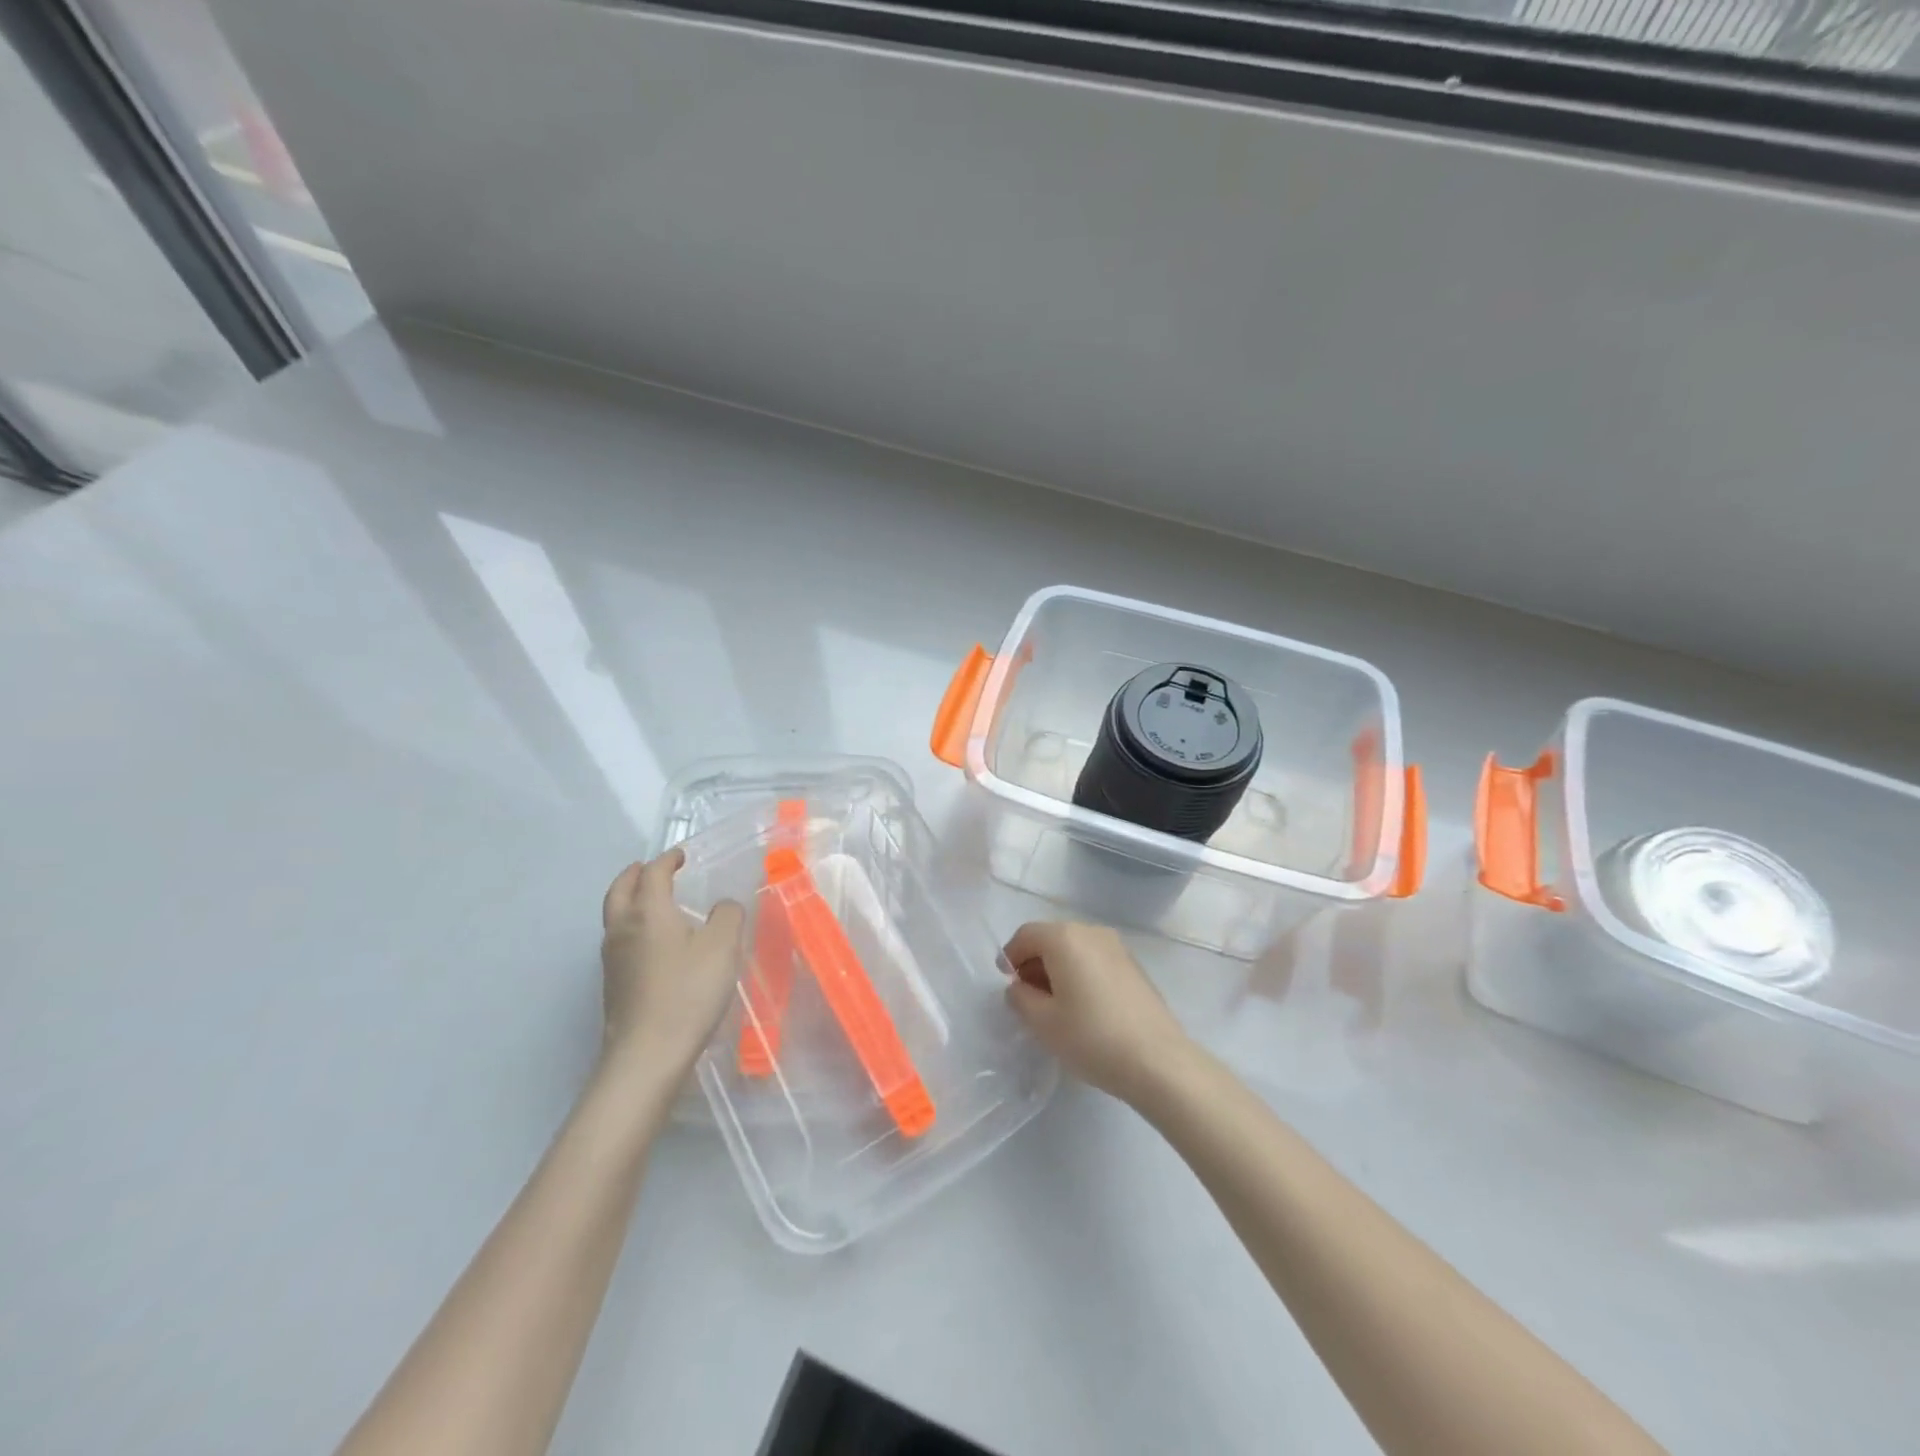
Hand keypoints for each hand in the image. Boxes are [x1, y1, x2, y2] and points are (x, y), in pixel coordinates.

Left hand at [599, 848, 745, 1081]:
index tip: (681, 856)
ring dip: (629, 900)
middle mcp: (622, 928)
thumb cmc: (688, 992)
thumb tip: (723, 906)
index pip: (652, 873)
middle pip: (620, 890)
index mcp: (648, 911)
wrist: (647, 1054)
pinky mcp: (613, 984)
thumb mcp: (722, 946)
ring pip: (614, 916)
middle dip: (634, 874)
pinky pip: (618, 940)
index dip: (667, 860)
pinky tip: (653, 942)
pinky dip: (632, 926)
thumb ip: (727, 916)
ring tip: (652, 901)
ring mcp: (612, 959)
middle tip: (650, 869)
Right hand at [1003, 921, 1190, 1102]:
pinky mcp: (1133, 965)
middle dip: (1034, 963)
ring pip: (1074, 949)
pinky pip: (1095, 959)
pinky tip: (1084, 1007)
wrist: (1157, 1061)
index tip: (1007, 985)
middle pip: (1051, 938)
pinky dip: (1081, 973)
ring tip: (1056, 1006)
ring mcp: (1117, 946)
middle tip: (1028, 999)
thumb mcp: (1043, 1022)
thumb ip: (1020, 998)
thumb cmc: (1091, 1037)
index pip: (1025, 935)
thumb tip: (1019, 986)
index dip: (1010, 957)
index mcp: (1064, 937)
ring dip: (1058, 969)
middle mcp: (1091, 931)